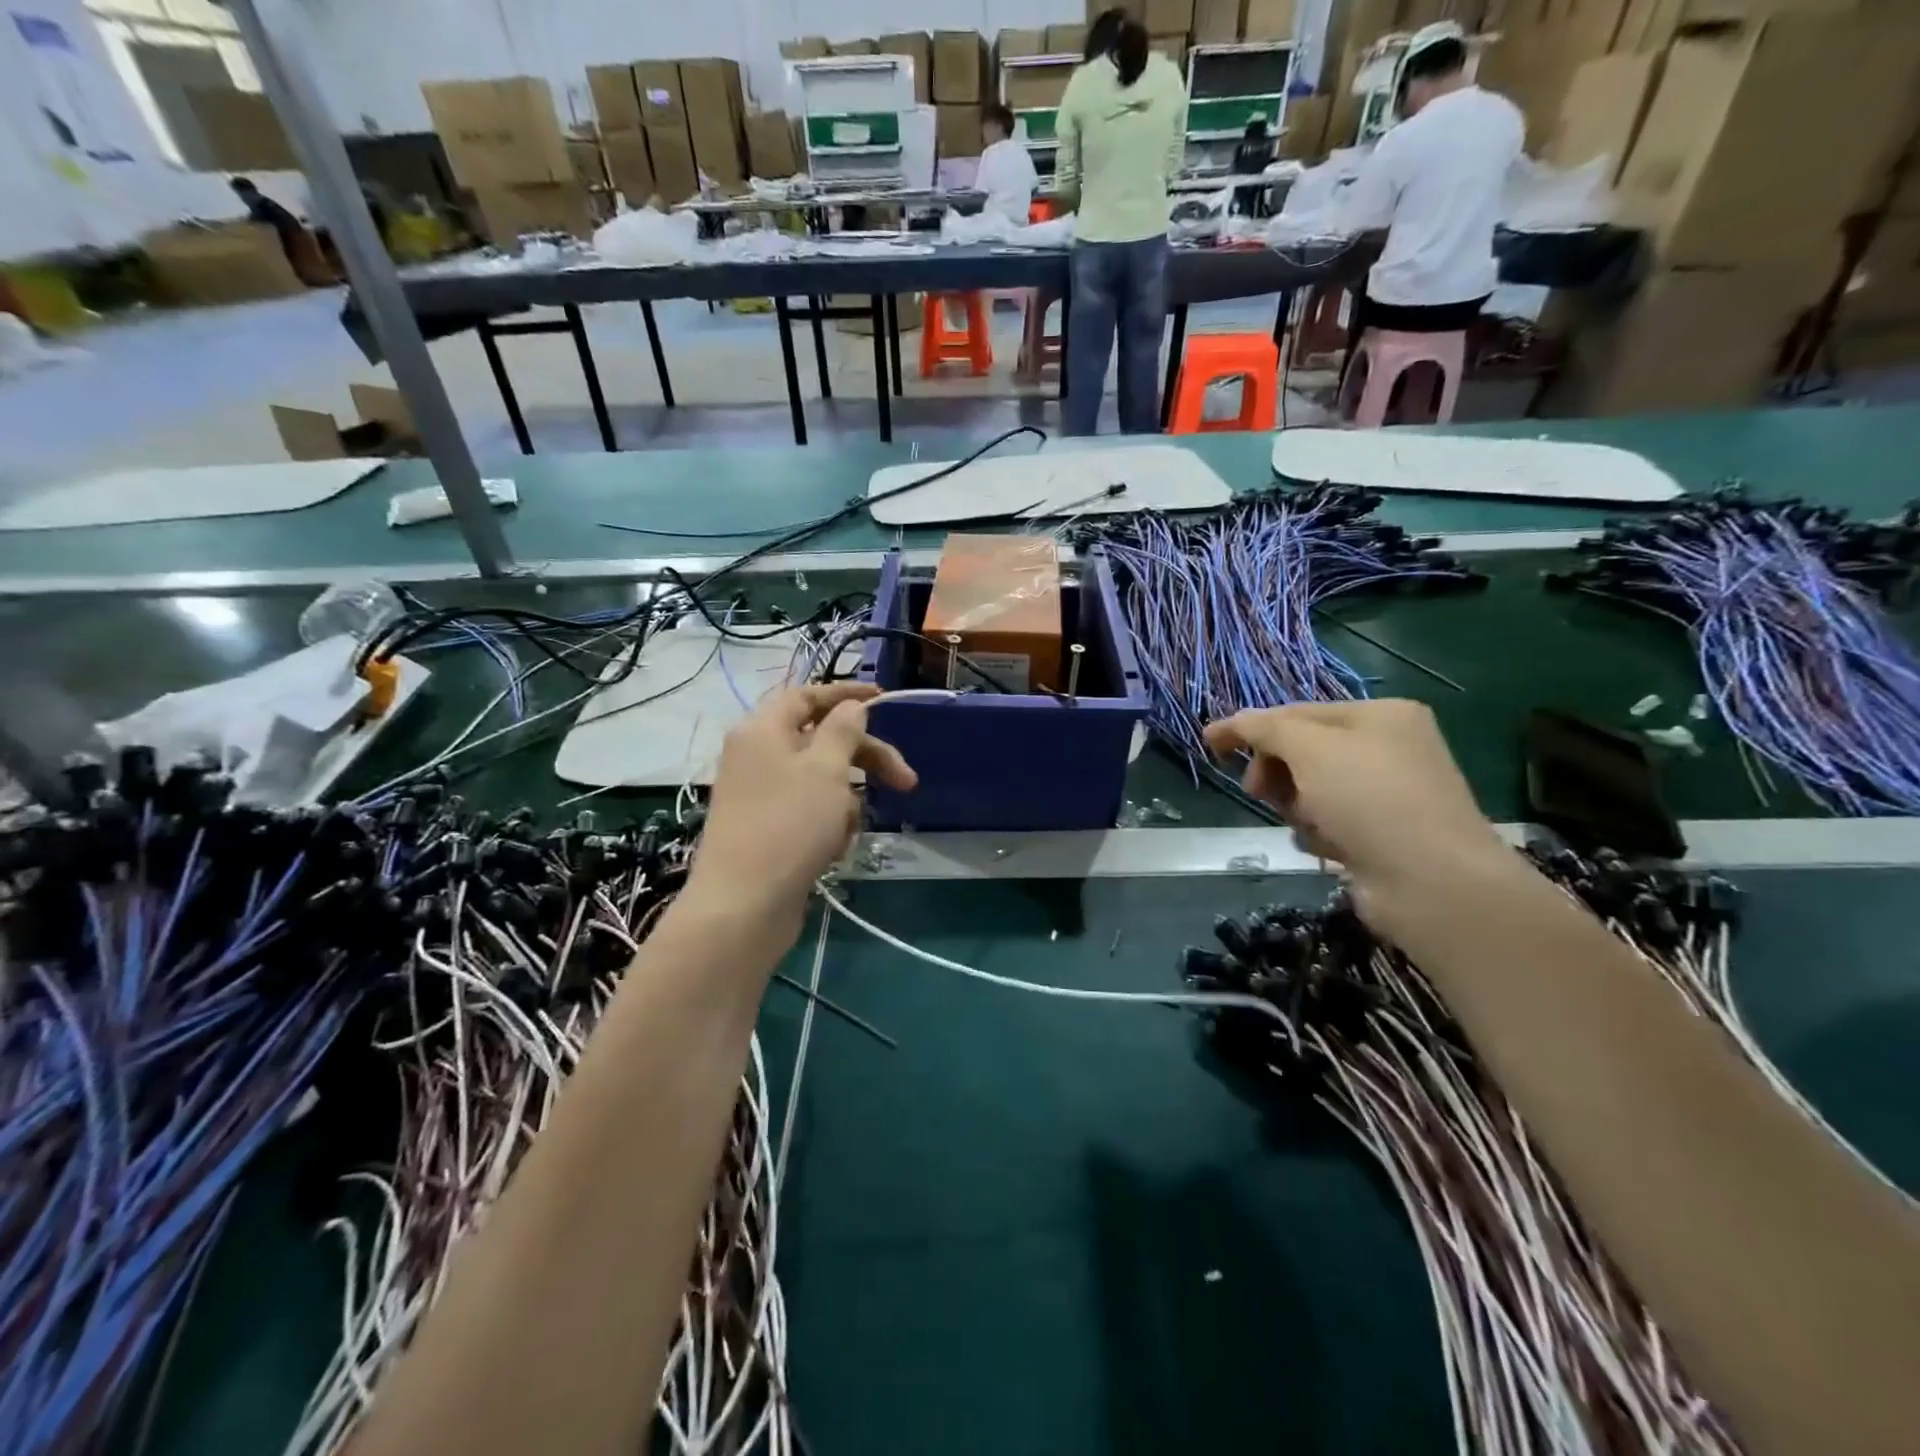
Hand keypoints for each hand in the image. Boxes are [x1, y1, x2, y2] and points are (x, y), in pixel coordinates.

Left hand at [685, 684, 915, 937]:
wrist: (743, 905)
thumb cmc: (789, 826)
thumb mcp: (826, 769)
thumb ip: (844, 729)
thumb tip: (851, 708)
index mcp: (762, 729)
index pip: (808, 695)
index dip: (847, 694)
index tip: (885, 700)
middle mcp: (756, 755)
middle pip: (821, 740)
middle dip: (865, 758)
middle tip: (906, 781)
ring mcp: (759, 794)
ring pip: (820, 781)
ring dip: (845, 800)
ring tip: (847, 830)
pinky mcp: (766, 829)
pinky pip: (809, 812)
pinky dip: (828, 824)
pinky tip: (832, 849)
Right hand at [1203, 701, 1509, 930]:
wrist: (1432, 882)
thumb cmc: (1369, 799)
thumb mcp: (1308, 749)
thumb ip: (1264, 728)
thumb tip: (1230, 722)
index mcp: (1379, 715)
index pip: (1296, 712)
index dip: (1250, 727)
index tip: (1210, 745)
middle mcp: (1387, 748)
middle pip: (1302, 752)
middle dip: (1277, 773)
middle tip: (1259, 792)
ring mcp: (1387, 794)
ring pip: (1310, 791)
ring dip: (1297, 807)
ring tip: (1310, 824)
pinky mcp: (1382, 835)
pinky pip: (1329, 823)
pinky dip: (1319, 834)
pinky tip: (1330, 848)